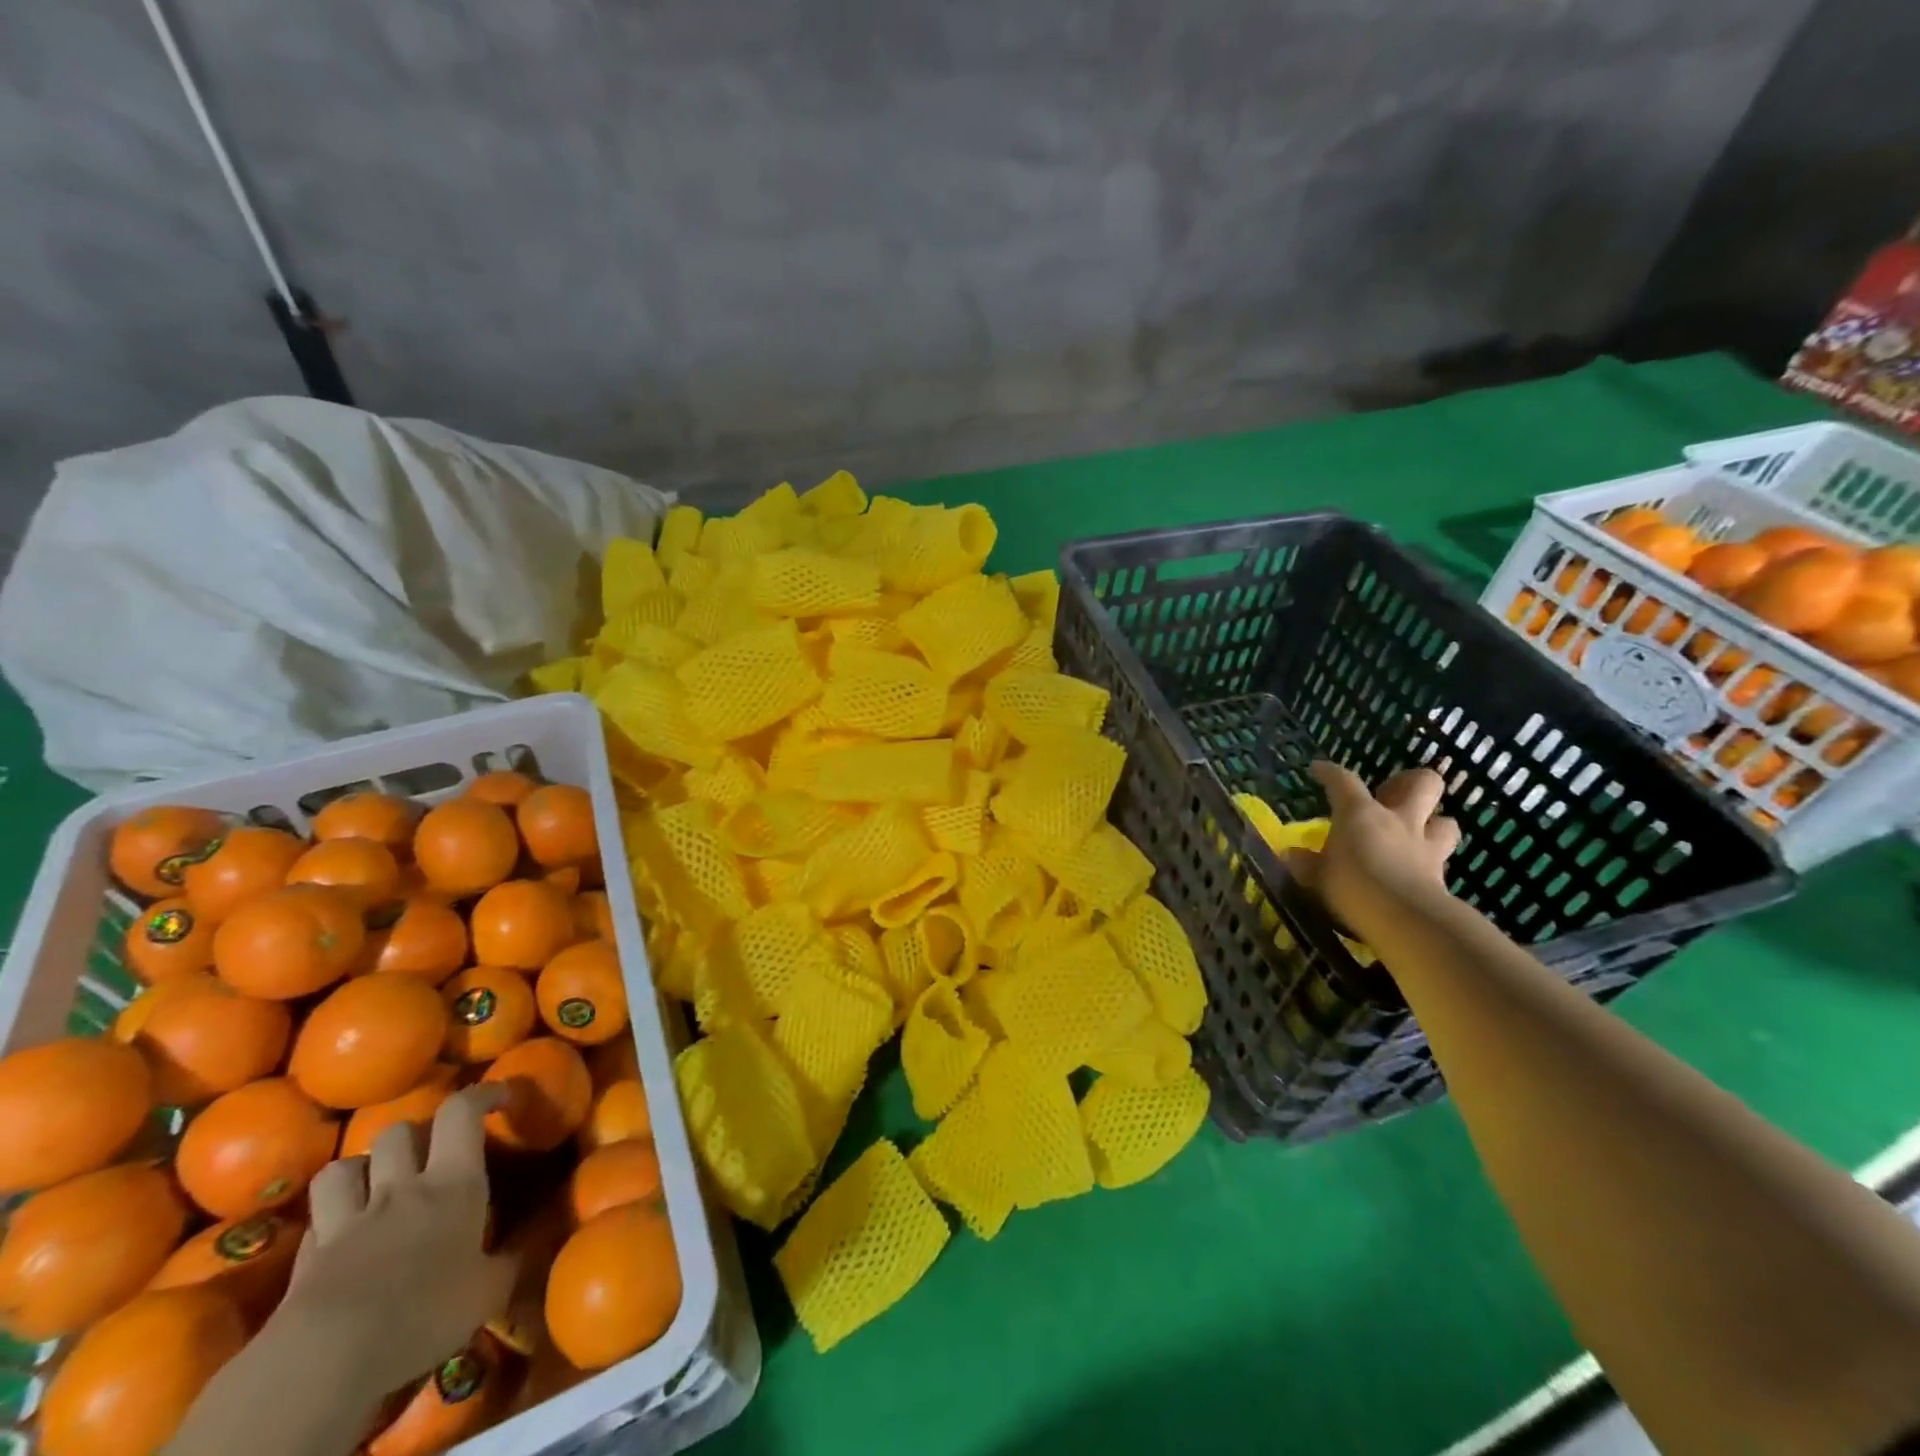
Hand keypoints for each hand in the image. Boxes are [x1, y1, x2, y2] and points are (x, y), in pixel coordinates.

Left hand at [274, 1085, 516, 1396]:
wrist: (327, 1365)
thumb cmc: (426, 1315)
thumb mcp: (488, 1291)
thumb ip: (509, 1261)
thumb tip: (527, 1247)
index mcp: (453, 1184)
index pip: (461, 1112)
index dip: (481, 1094)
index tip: (501, 1097)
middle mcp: (400, 1189)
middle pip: (399, 1131)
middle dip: (416, 1134)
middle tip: (433, 1152)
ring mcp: (348, 1221)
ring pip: (345, 1165)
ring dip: (362, 1168)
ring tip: (377, 1186)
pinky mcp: (306, 1259)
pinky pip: (316, 1219)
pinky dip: (331, 1218)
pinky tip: (342, 1237)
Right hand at [1286, 761, 1460, 939]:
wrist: (1406, 919)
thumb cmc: (1352, 887)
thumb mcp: (1316, 876)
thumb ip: (1306, 863)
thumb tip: (1293, 854)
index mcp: (1360, 813)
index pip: (1343, 780)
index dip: (1330, 772)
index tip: (1319, 769)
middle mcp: (1398, 820)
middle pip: (1422, 783)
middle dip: (1409, 782)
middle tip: (1391, 795)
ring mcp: (1425, 846)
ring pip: (1445, 820)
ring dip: (1433, 822)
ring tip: (1416, 832)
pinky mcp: (1442, 875)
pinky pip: (1442, 858)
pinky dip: (1431, 860)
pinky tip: (1418, 870)